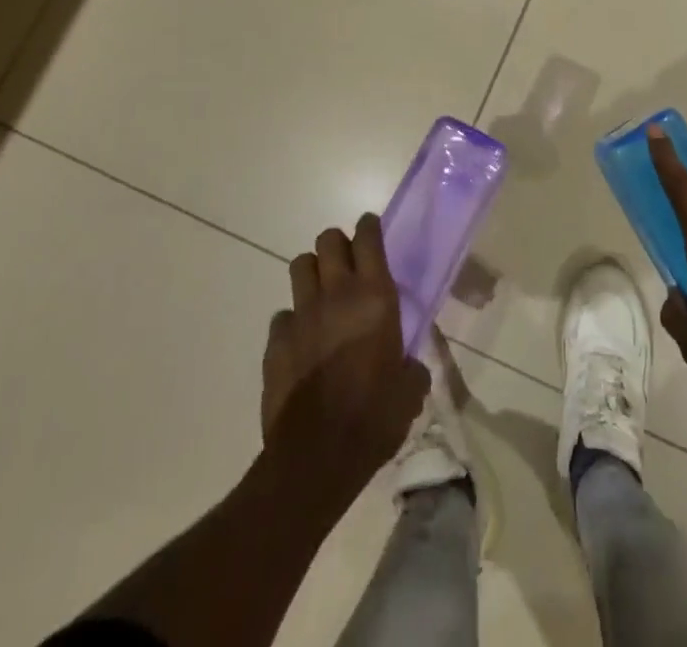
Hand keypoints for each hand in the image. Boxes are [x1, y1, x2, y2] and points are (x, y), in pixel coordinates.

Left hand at [262, 215, 429, 506]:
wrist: (316, 458)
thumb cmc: (374, 418)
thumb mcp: (409, 391)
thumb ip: (411, 367)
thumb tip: (408, 366)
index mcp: (375, 297)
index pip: (368, 237)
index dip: (369, 227)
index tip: (372, 231)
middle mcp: (337, 294)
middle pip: (328, 240)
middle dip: (337, 245)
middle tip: (348, 266)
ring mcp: (301, 315)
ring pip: (300, 266)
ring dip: (312, 273)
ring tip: (322, 295)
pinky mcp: (275, 342)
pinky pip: (282, 315)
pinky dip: (292, 321)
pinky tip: (301, 343)